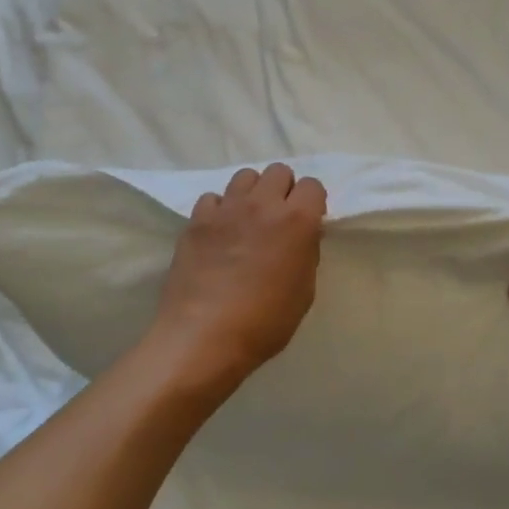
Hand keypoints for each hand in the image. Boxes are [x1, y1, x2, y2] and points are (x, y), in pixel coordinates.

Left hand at [151, 163, 326, 392]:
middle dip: (283, 190)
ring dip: (252, 193)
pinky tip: (219, 233)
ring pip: (245, 176)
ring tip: (248, 220)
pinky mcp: (196, 220)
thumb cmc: (264, 323)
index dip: (312, 203)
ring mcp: (226, 209)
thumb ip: (306, 253)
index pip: (312, 185)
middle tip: (278, 219)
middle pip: (279, 171)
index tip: (308, 223)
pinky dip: (220, 210)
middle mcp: (263, 204)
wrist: (203, 336)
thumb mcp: (304, 292)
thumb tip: (300, 237)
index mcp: (297, 221)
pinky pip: (213, 198)